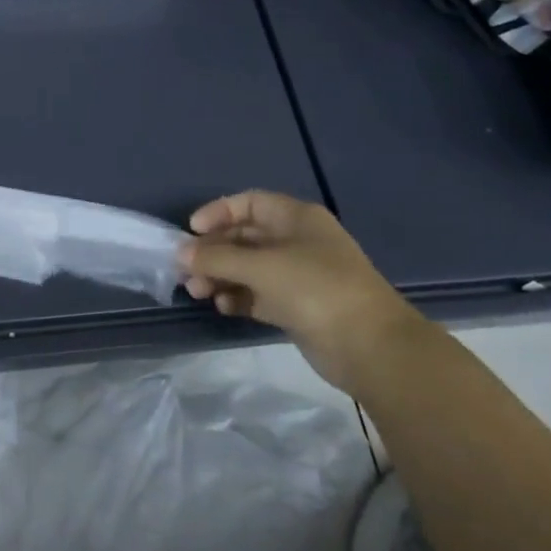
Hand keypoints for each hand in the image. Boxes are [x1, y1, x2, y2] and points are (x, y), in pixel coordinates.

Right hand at [178, 191, 429, 392]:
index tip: (191, 231)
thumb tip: (180, 253)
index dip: (219, 212)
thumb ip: (217, 257)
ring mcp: (298, 276)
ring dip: (221, 276)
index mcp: (296, 218)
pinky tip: (222, 306)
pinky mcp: (297, 307)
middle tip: (186, 269)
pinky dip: (238, 297)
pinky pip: (258, 294)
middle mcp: (297, 242)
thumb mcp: (262, 266)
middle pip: (245, 237)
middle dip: (214, 251)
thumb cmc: (316, 289)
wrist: (371, 347)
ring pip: (249, 268)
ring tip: (198, 292)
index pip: (250, 203)